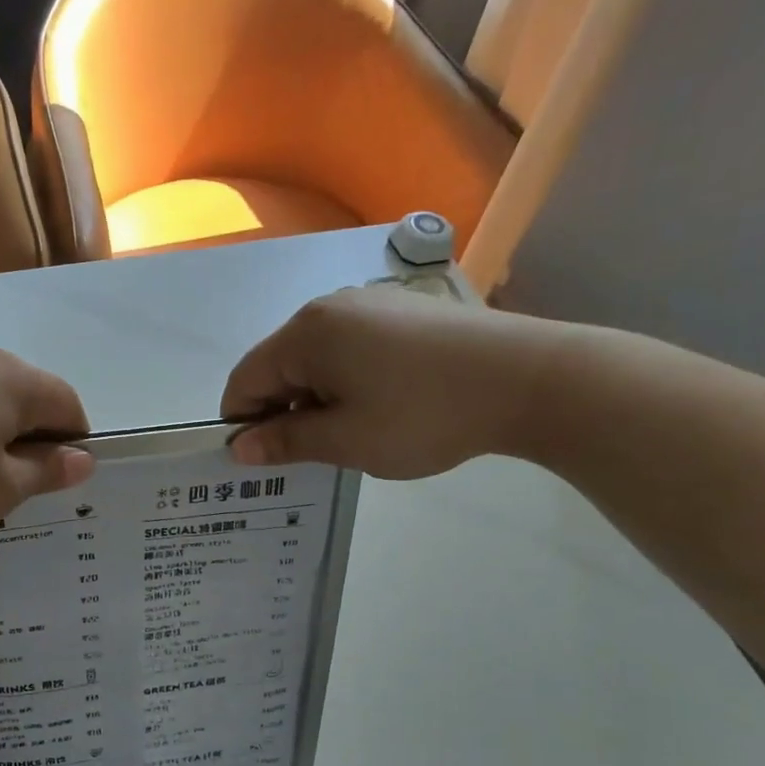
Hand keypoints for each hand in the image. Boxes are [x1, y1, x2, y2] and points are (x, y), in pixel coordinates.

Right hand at [221, 286, 562, 478]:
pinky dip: (345, 380)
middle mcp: (329, 308)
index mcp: (305, 334)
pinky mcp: (402, 312)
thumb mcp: (346, 440)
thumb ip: (285, 442)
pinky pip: (350, 348)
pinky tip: (379, 407)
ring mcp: (369, 304)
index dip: (242, 423)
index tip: (261, 461)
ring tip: (348, 435)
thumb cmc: (422, 414)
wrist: (526, 378)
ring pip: (315, 358)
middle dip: (281, 411)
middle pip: (278, 365)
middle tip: (307, 455)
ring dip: (314, 398)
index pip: (245, 379)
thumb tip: (238, 448)